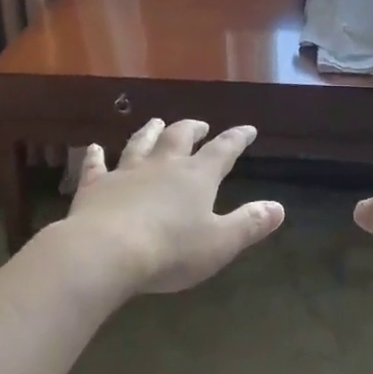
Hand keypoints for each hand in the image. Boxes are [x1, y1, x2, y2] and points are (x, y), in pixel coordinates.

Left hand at [64, 119, 285, 294]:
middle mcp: (162, 165)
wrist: (107, 251)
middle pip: (180, 137)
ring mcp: (126, 172)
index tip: (248, 129)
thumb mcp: (220, 243)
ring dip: (150, 132)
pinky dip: (95, 156)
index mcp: (196, 177)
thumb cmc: (170, 250)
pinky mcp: (95, 186)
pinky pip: (96, 166)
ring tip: (156, 122)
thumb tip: (279, 208)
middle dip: (192, 129)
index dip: (237, 138)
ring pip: (140, 143)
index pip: (223, 150)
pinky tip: (93, 148)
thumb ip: (250, 224)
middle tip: (200, 125)